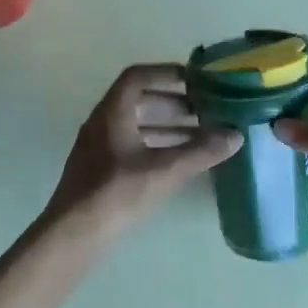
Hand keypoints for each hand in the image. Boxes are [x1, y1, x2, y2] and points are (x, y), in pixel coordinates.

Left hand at [42, 64, 242, 244]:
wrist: (73, 234)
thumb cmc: (117, 193)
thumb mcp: (164, 171)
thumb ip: (200, 152)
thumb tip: (235, 136)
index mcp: (112, 112)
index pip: (137, 76)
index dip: (166, 73)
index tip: (193, 80)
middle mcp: (101, 122)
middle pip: (138, 100)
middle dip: (172, 103)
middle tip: (202, 110)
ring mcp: (97, 147)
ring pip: (135, 125)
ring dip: (165, 126)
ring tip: (198, 137)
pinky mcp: (98, 169)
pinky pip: (130, 145)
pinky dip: (154, 145)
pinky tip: (175, 163)